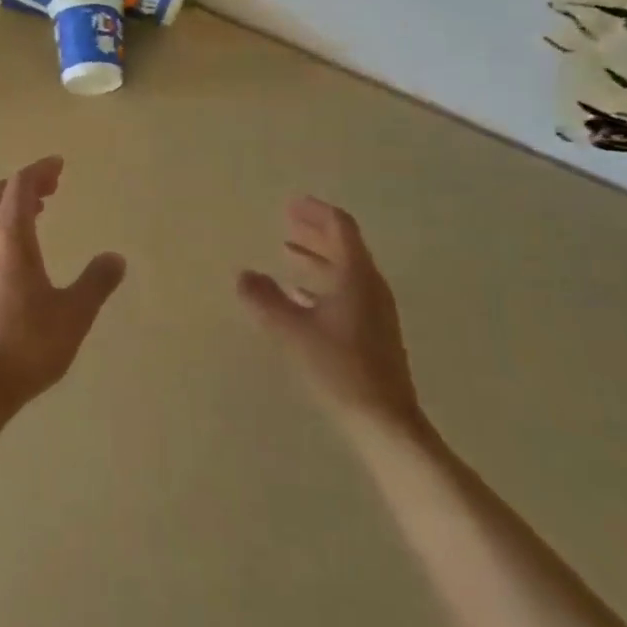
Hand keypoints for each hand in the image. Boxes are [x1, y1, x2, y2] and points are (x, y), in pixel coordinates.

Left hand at [0, 156, 125, 422]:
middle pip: (2, 196)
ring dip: (17, 207)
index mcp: (10, 239)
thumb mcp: (73, 313)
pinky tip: (25, 254)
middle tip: (54, 184)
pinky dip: (9, 229)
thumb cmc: (28, 344)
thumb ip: (96, 282)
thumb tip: (116, 258)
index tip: (59, 165)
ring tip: (42, 211)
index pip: (20, 185)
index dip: (39, 170)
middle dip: (28, 184)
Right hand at [238, 196, 425, 442]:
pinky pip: (345, 293)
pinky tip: (299, 297)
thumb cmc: (340, 368)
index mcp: (356, 276)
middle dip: (315, 232)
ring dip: (317, 258)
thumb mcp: (293, 331)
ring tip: (288, 252)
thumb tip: (242, 275)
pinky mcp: (372, 333)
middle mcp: (370, 287)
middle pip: (344, 247)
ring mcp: (374, 312)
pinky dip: (321, 284)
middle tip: (288, 220)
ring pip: (344, 271)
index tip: (292, 204)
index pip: (340, 228)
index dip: (316, 212)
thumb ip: (265, 300)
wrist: (385, 422)